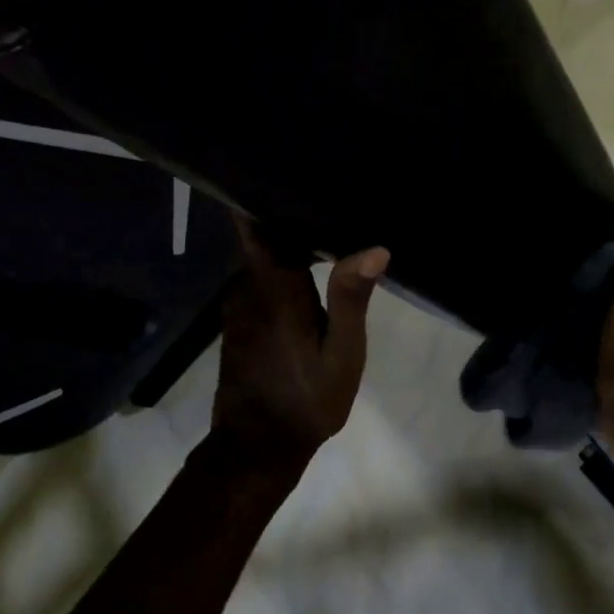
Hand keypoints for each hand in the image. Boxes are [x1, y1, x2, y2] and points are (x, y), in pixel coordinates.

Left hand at [210, 216, 389, 475]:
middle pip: (264, 234)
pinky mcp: (239, 315)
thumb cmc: (306, 401)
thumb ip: (352, 299)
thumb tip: (374, 248)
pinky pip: (261, 277)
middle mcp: (246, 286)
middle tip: (335, 195)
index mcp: (273, 288)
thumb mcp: (341, 355)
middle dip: (292, 213)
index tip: (292, 166)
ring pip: (263, 256)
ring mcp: (238, 301)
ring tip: (332, 222)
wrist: (257, 447)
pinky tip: (314, 266)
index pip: (255, 223)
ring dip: (291, 242)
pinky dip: (284, 267)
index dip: (264, 192)